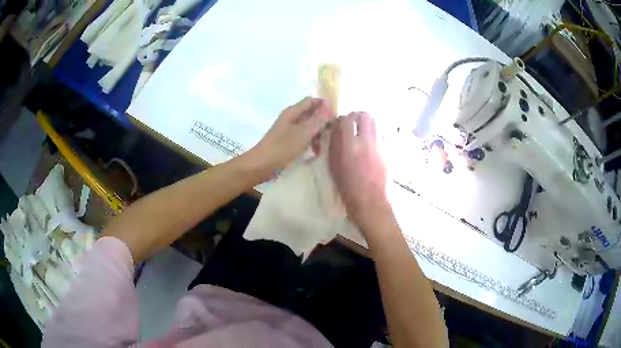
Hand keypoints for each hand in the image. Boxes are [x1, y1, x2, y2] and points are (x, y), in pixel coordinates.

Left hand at [251, 97, 332, 176]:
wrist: (262, 165)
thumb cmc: (282, 147)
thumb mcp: (304, 133)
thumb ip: (318, 120)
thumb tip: (330, 107)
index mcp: (293, 112)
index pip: (311, 101)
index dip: (324, 105)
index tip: (336, 115)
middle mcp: (291, 118)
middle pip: (311, 114)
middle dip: (322, 122)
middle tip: (333, 132)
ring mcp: (288, 130)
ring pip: (308, 127)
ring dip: (317, 134)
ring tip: (324, 146)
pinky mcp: (287, 142)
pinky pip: (303, 138)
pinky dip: (310, 143)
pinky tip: (314, 153)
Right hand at [329, 112, 389, 231]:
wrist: (370, 201)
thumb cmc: (347, 187)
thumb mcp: (334, 166)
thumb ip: (334, 144)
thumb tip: (335, 130)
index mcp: (349, 145)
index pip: (346, 119)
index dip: (342, 119)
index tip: (339, 125)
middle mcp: (366, 141)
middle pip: (364, 115)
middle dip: (357, 116)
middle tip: (352, 125)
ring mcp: (379, 145)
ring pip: (375, 122)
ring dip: (367, 123)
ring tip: (362, 133)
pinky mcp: (387, 151)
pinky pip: (381, 134)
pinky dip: (374, 134)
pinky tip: (370, 145)